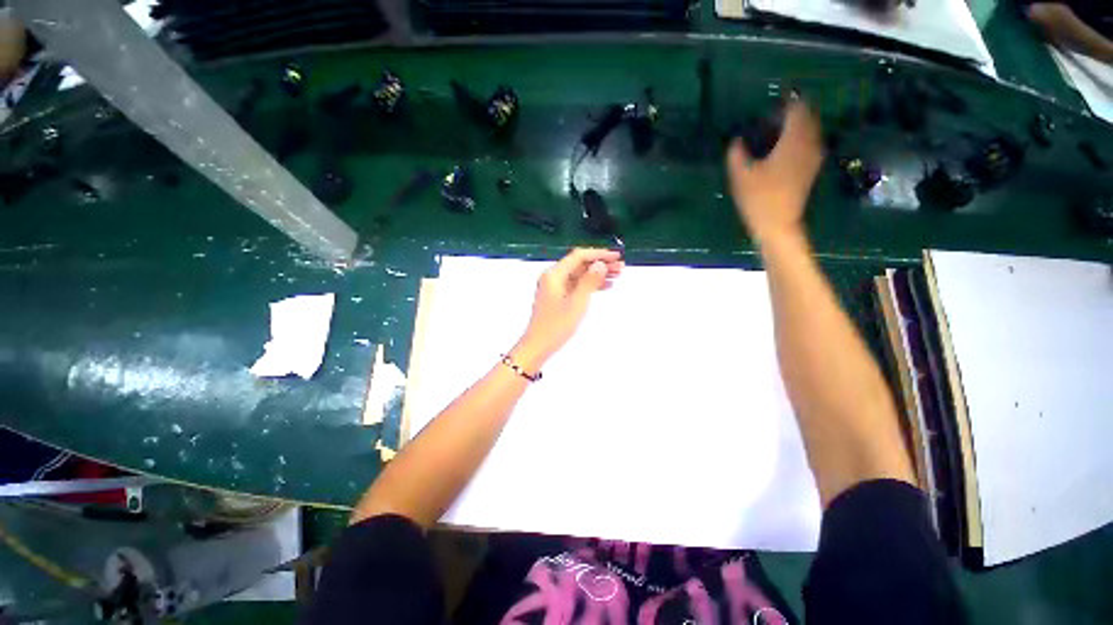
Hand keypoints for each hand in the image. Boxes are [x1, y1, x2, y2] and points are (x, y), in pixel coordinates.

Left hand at [513, 248, 623, 367]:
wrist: (538, 346)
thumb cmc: (556, 325)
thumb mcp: (577, 302)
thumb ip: (589, 281)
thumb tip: (600, 264)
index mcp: (554, 274)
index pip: (579, 256)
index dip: (599, 254)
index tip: (617, 256)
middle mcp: (553, 277)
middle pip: (580, 264)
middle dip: (600, 264)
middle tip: (621, 267)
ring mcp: (555, 287)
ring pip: (580, 275)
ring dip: (597, 274)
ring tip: (617, 276)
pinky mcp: (558, 297)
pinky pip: (577, 285)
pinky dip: (590, 285)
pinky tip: (605, 286)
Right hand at [726, 100, 824, 243]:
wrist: (778, 225)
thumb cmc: (758, 199)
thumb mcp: (740, 176)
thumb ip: (736, 153)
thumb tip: (736, 140)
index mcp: (793, 141)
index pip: (797, 109)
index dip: (787, 101)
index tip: (773, 99)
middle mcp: (809, 144)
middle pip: (808, 117)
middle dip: (794, 111)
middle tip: (773, 113)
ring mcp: (813, 157)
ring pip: (811, 129)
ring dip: (798, 124)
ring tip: (777, 128)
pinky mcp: (811, 169)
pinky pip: (810, 142)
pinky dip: (800, 137)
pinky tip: (785, 145)